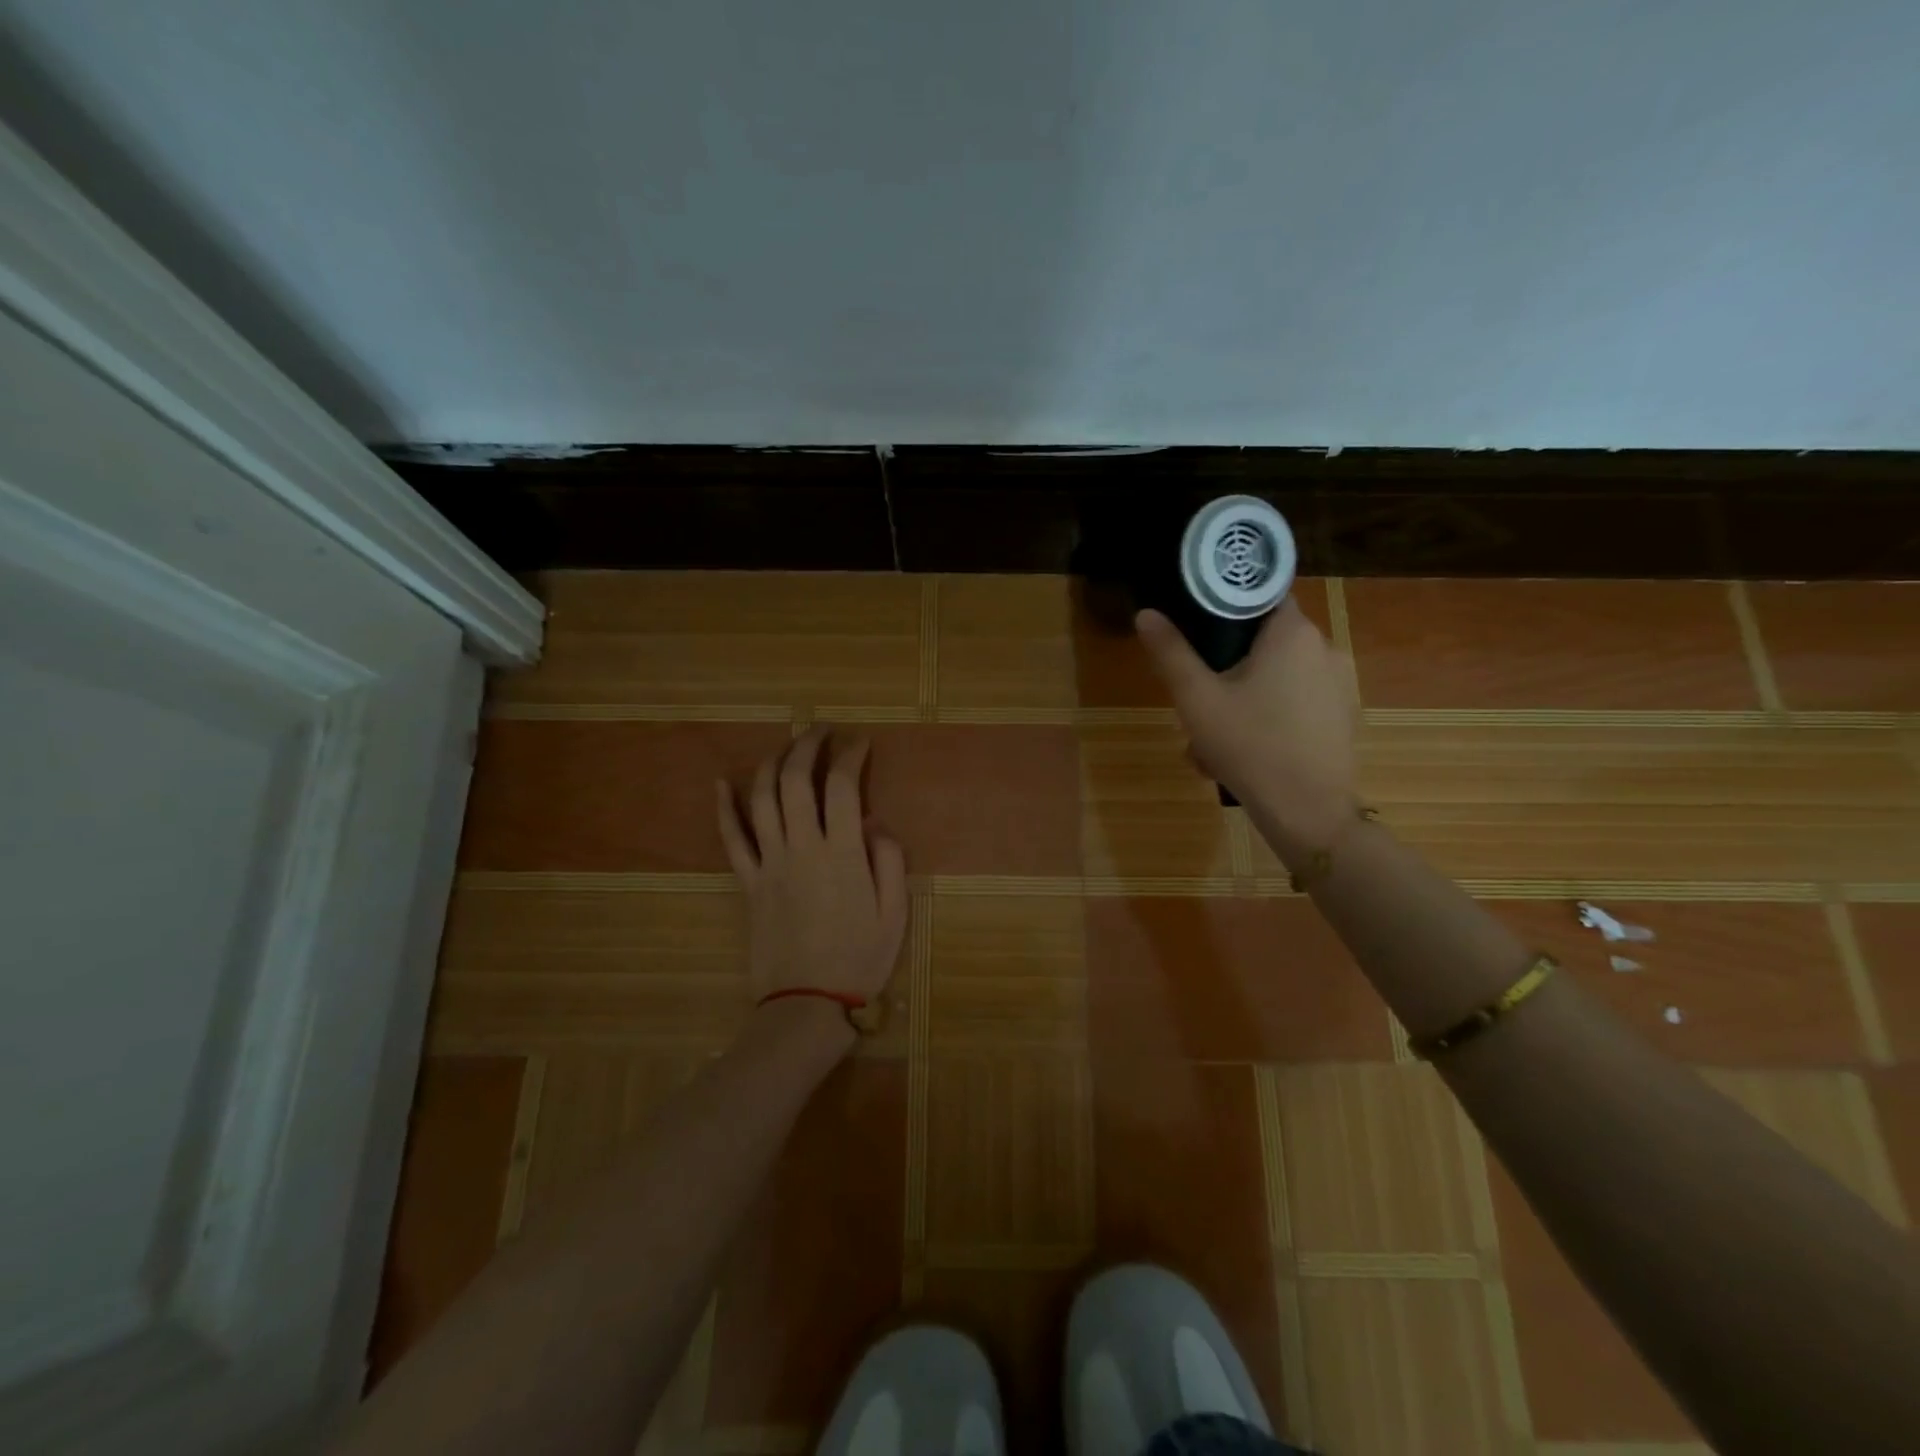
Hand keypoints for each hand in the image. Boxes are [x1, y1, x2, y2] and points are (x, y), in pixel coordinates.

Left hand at [716, 728, 908, 1018]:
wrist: (805, 1004)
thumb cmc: (859, 959)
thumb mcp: (895, 914)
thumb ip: (890, 861)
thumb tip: (875, 822)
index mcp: (842, 853)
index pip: (843, 786)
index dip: (851, 757)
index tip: (861, 744)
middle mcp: (802, 848)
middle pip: (796, 780)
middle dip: (808, 746)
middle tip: (821, 731)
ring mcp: (769, 863)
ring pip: (761, 799)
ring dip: (771, 764)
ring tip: (785, 748)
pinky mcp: (748, 882)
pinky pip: (731, 838)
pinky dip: (724, 808)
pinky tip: (722, 783)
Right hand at [1135, 600, 1359, 851]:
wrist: (1308, 812)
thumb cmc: (1249, 746)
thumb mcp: (1197, 699)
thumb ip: (1170, 653)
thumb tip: (1145, 613)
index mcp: (1292, 633)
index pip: (1260, 594)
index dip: (1225, 604)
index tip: (1196, 626)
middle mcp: (1324, 648)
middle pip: (1264, 640)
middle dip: (1225, 666)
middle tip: (1195, 699)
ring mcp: (1337, 684)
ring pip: (1276, 676)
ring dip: (1241, 697)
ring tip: (1208, 740)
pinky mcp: (1341, 716)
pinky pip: (1294, 702)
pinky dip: (1266, 717)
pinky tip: (1241, 752)